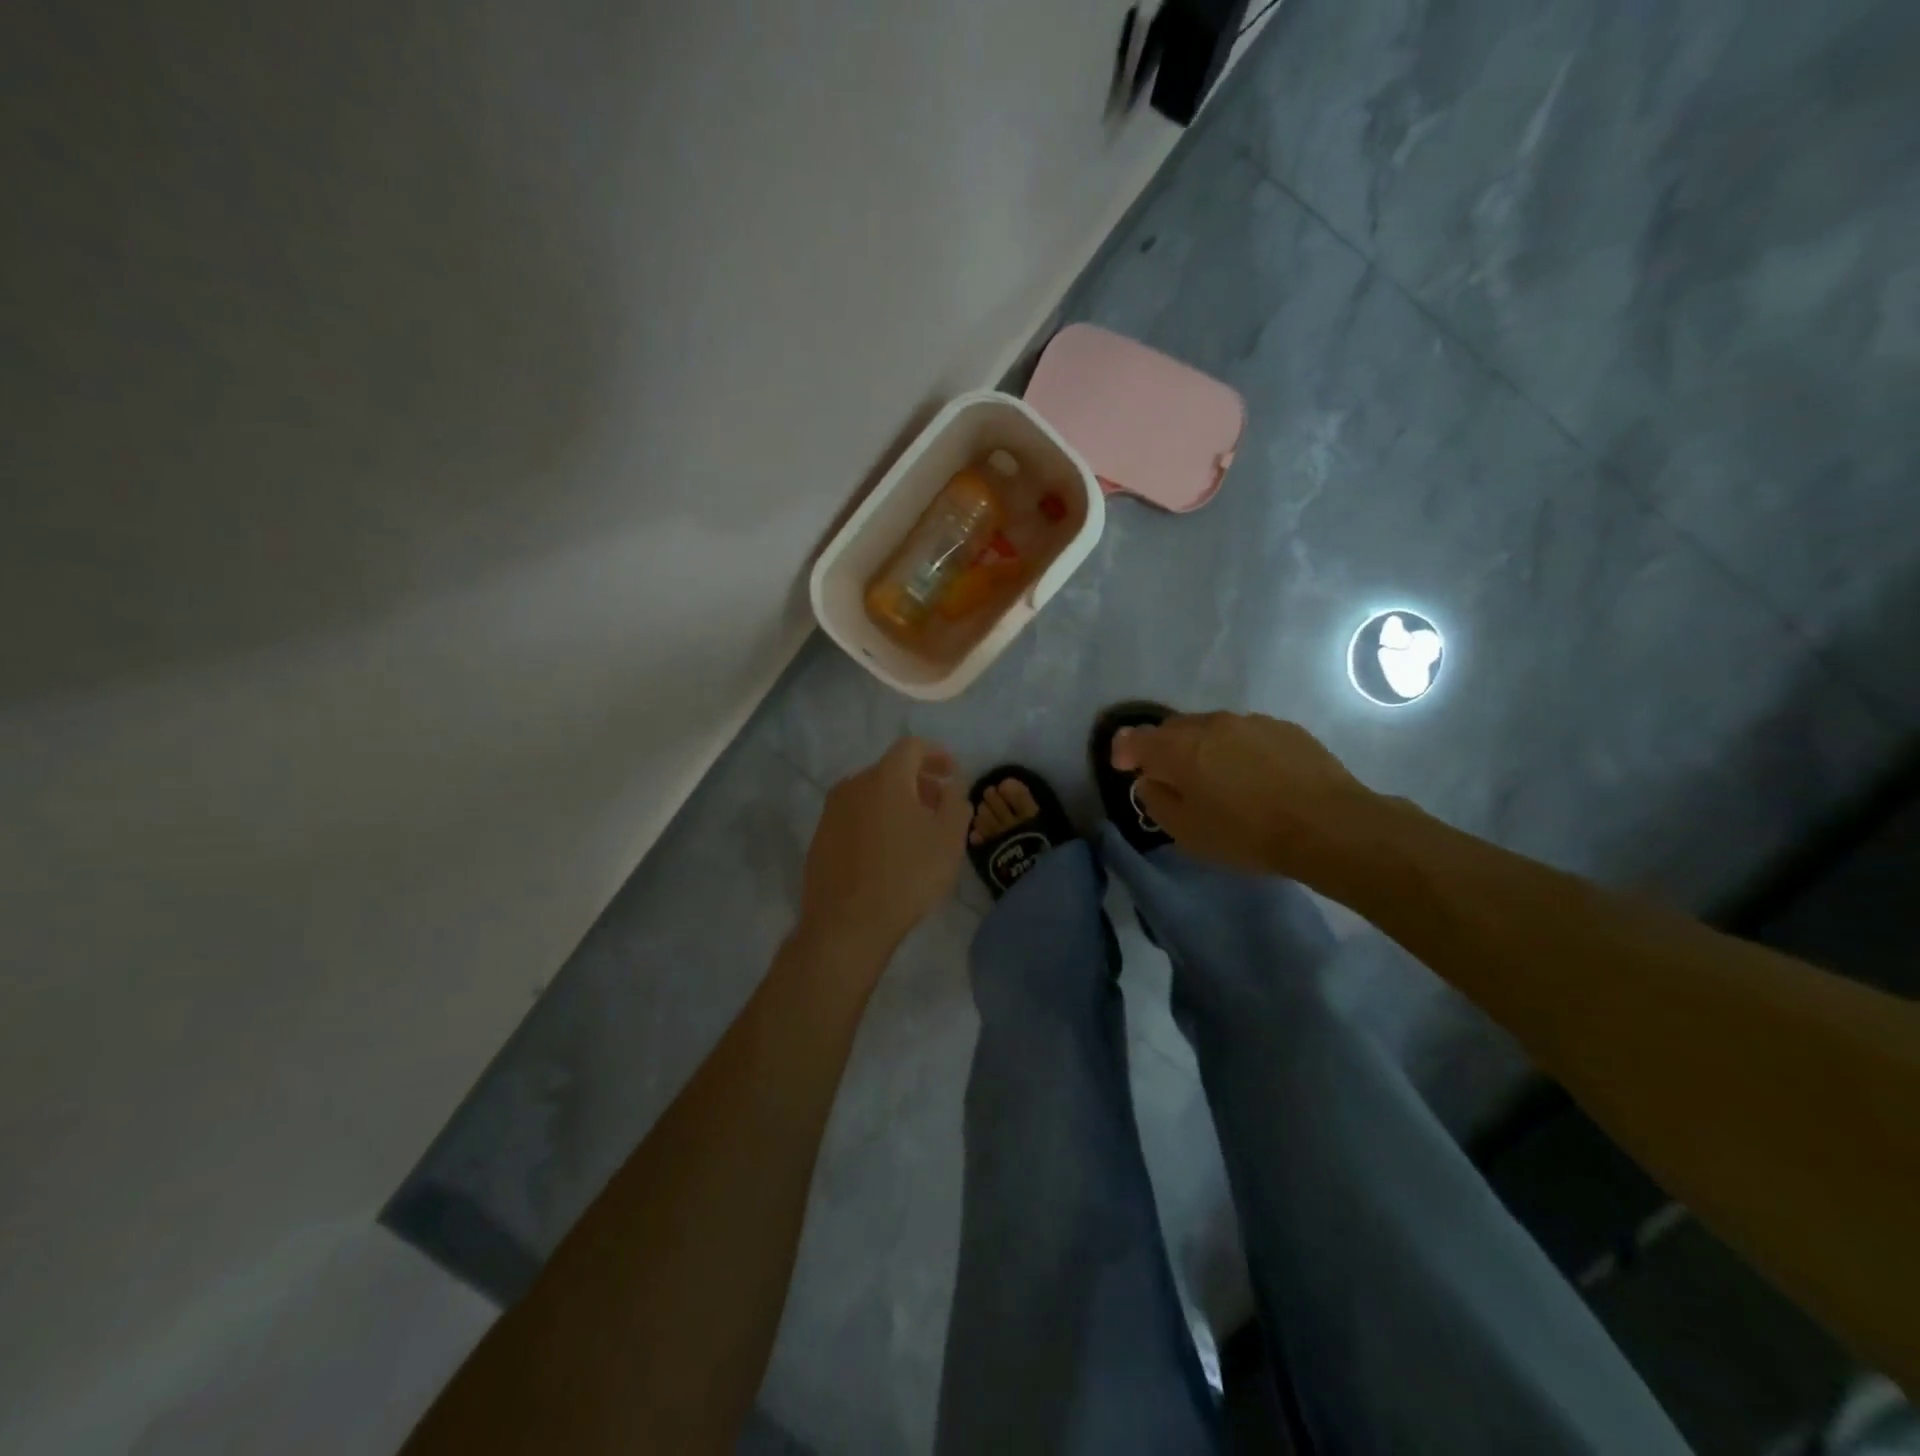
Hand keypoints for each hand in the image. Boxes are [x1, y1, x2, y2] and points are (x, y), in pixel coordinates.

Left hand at [797, 737, 971, 964]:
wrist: (846, 925)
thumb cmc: (906, 877)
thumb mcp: (948, 840)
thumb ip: (956, 802)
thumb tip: (952, 784)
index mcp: (885, 778)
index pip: (911, 746)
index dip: (936, 753)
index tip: (952, 771)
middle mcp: (853, 785)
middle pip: (890, 769)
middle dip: (918, 780)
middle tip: (939, 803)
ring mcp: (832, 812)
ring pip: (870, 793)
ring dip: (896, 801)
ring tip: (915, 829)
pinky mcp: (820, 838)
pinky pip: (855, 816)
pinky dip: (875, 820)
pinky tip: (887, 850)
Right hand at [1110, 711, 1375, 877]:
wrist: (1328, 825)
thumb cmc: (1247, 834)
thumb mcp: (1187, 831)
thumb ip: (1157, 801)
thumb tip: (1149, 781)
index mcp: (1179, 748)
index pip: (1136, 739)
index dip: (1124, 751)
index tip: (1124, 768)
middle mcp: (1210, 724)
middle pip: (1173, 729)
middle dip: (1164, 749)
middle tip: (1170, 777)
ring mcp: (1250, 722)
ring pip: (1211, 729)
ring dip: (1203, 748)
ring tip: (1216, 778)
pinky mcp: (1284, 728)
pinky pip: (1245, 734)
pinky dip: (1237, 750)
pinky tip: (1253, 777)